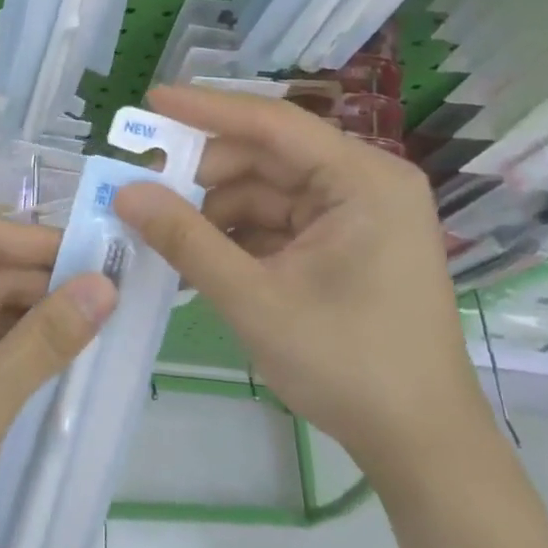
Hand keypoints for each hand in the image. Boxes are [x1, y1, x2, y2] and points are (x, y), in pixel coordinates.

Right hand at [113, 85, 490, 486]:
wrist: (422, 447)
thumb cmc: (349, 366)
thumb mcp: (255, 300)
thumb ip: (186, 240)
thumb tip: (125, 193)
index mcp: (363, 180)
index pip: (273, 123)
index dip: (206, 109)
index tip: (151, 100)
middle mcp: (365, 183)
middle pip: (267, 157)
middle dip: (204, 175)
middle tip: (144, 188)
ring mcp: (357, 213)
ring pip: (267, 190)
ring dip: (215, 210)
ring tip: (164, 233)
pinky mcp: (346, 242)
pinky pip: (278, 221)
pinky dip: (237, 235)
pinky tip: (198, 256)